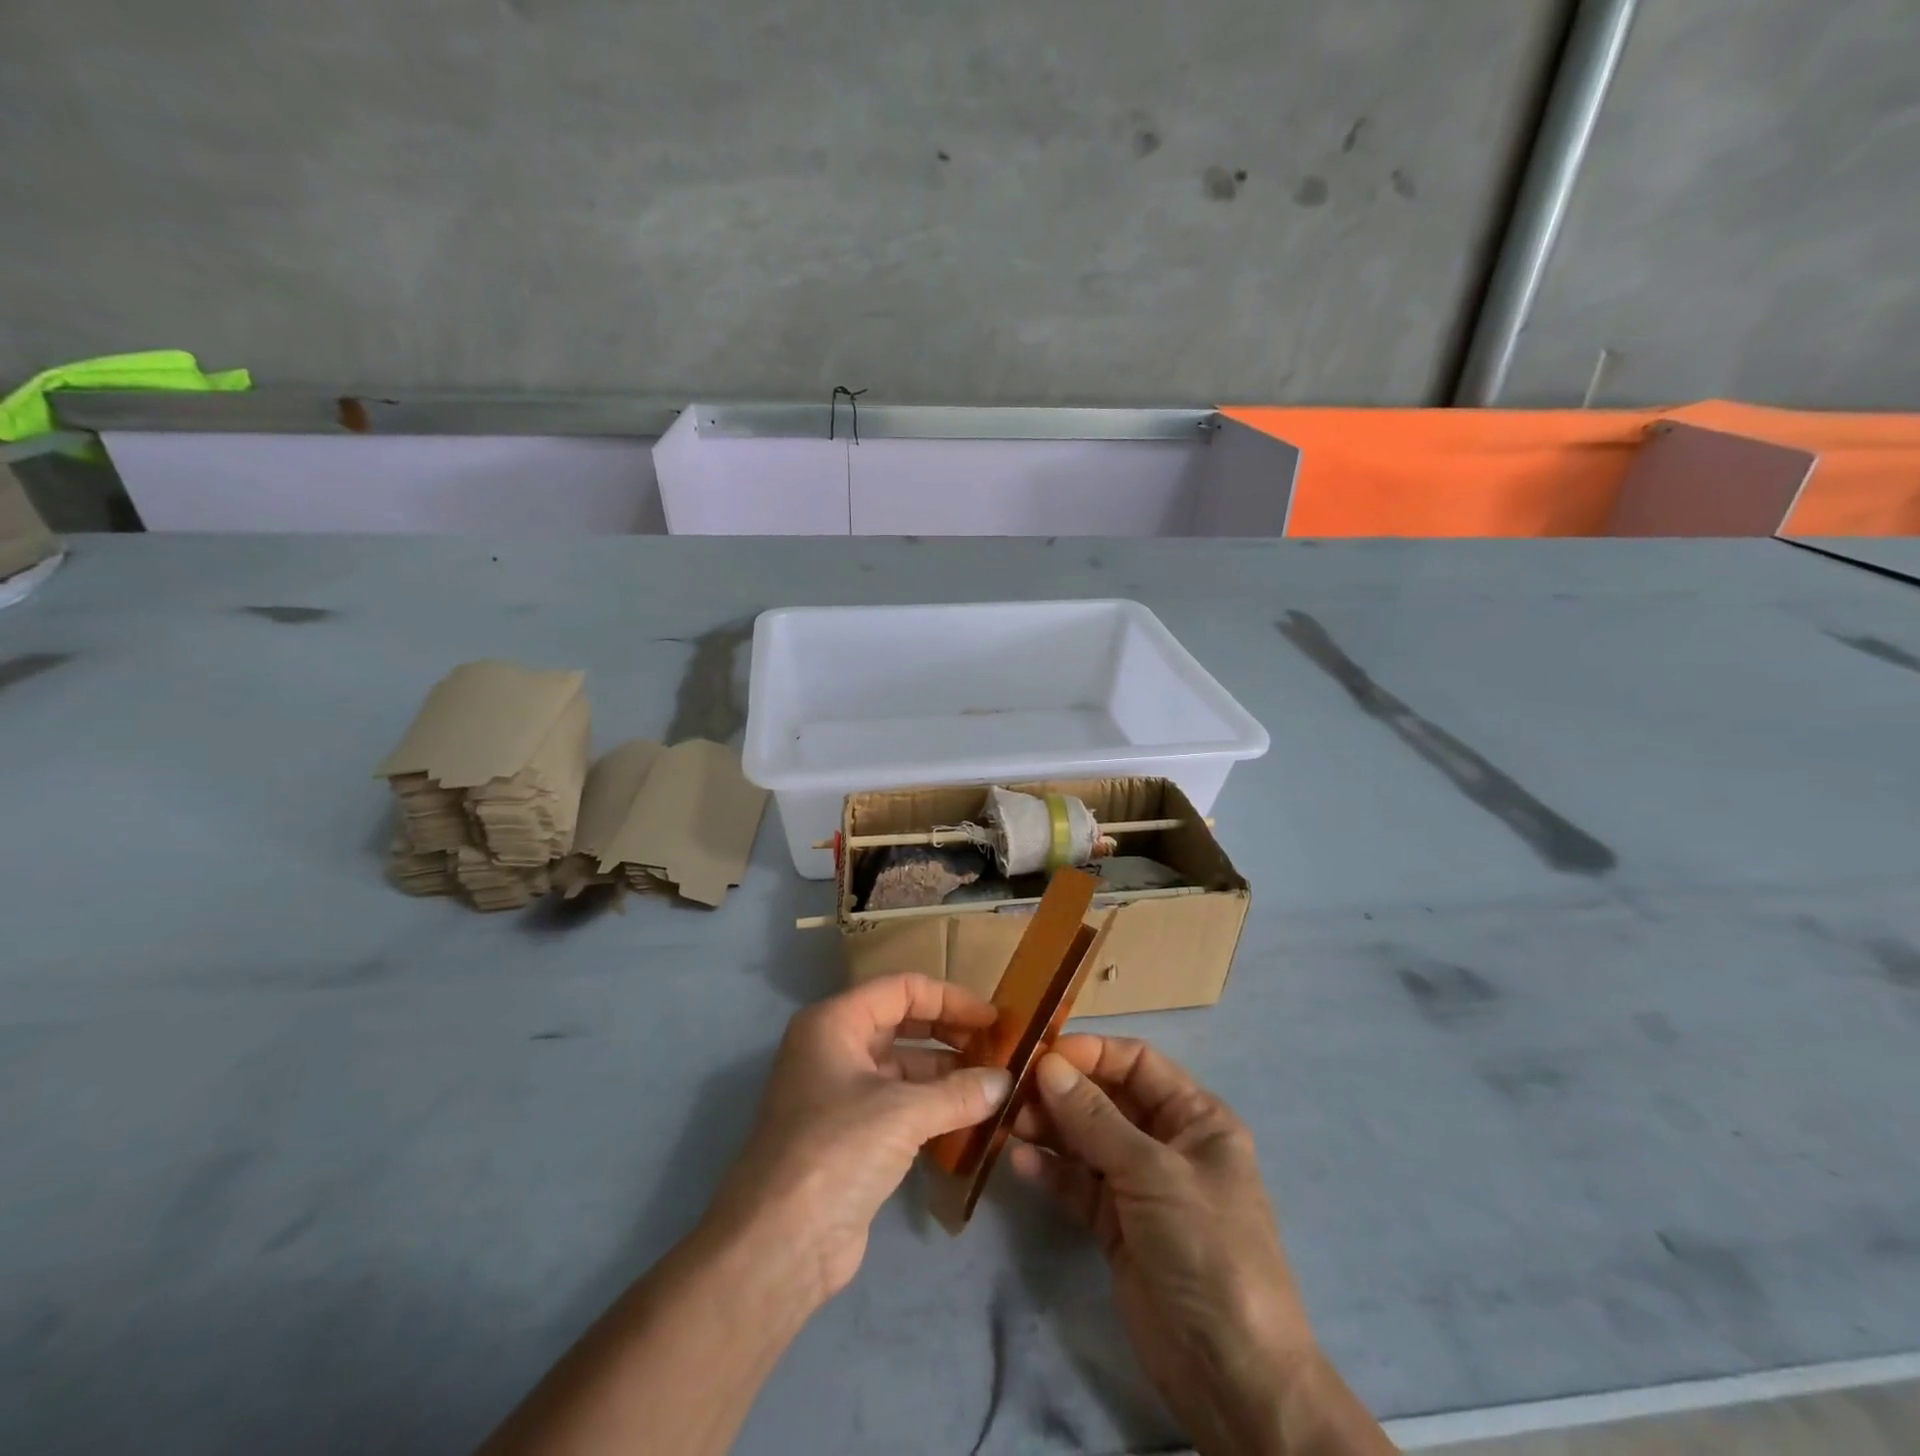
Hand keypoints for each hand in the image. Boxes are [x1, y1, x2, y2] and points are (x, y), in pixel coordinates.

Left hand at [706, 973, 1012, 1306]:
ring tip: (992, 1085)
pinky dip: (932, 1106)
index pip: (901, 989)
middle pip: (901, 1023)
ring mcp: (838, 1093)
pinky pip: (898, 1104)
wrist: (778, 1245)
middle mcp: (833, 1048)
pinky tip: (969, 1118)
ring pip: (901, 1067)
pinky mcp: (848, 1135)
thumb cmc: (836, 1151)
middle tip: (997, 1049)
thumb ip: (959, 1093)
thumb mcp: (902, 1113)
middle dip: (949, 1033)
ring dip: (945, 1074)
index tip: (993, 1019)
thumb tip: (1006, 1082)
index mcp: (834, 1022)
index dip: (950, 999)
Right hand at [1010, 1037, 1329, 1454]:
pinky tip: (1020, 1162)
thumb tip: (1047, 1065)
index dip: (1092, 1053)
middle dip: (1063, 1092)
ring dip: (1050, 1128)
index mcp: (1195, 1118)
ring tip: (1009, 1122)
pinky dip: (1051, 1171)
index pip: (1138, 1063)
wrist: (1231, 1376)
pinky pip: (1078, 1184)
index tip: (1043, 1053)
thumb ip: (1094, 1119)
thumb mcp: (1153, 1173)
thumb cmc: (1206, 1248)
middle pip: (1106, 1099)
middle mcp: (1166, 1143)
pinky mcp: (1116, 1225)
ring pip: (1086, 1140)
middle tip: (1013, 1090)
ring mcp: (1139, 1186)